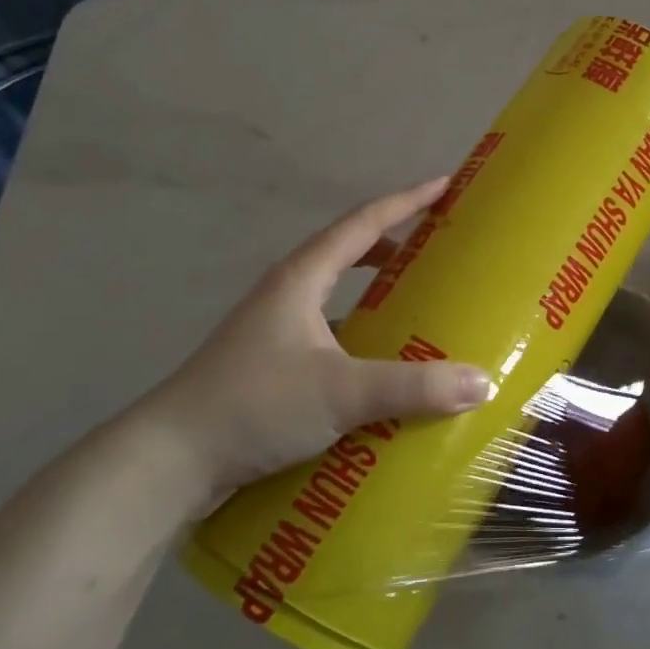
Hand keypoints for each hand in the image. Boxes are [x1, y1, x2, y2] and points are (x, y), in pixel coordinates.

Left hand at [122, 180, 491, 516]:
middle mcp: (288, 295)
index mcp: (301, 278)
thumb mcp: (341, 393)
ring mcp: (275, 331)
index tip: (445, 186)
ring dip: (377, 291)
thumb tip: (482, 382)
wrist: (167, 462)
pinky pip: (330, 335)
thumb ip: (413, 387)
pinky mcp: (271, 367)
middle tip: (439, 247)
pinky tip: (382, 365)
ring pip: (338, 295)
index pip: (363, 223)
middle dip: (395, 243)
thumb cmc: (253, 406)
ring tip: (419, 303)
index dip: (406, 200)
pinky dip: (362, 336)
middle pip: (349, 252)